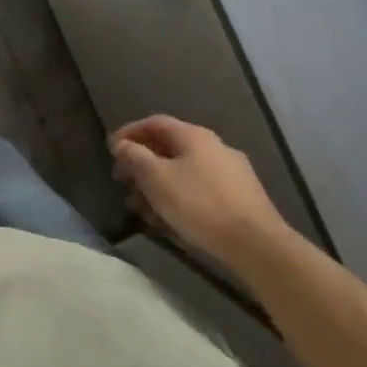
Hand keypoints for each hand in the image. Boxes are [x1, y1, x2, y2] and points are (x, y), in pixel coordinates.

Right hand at [110, 116, 285, 263]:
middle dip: (141, 164)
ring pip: (182, 171)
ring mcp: (230, 173)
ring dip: (156, 185)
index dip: (129, 132)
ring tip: (140, 208)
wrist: (256, 244)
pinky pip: (198, 189)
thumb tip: (122, 144)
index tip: (110, 150)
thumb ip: (135, 157)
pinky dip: (177, 197)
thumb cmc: (199, 204)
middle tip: (122, 181)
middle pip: (168, 148)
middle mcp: (214, 147)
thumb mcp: (156, 178)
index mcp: (194, 136)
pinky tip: (167, 219)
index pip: (154, 123)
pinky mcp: (239, 197)